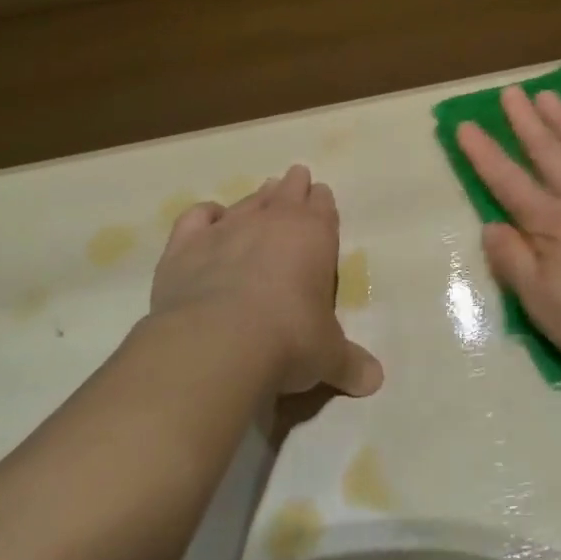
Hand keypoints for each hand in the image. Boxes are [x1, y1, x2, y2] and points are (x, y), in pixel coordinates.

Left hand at [150, 165, 383, 398]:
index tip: (321, 196)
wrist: (218, 343)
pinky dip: (205, 215)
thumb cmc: (288, 341)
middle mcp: (272, 221)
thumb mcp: (328, 357)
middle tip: (295, 178)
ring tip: (262, 192)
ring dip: (257, 196)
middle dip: (293, 186)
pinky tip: (209, 217)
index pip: (323, 207)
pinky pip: (196, 217)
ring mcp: (227, 229)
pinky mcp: (186, 245)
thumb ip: (350, 364)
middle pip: (287, 192)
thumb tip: (374, 382)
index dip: (322, 202)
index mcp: (314, 236)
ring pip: (247, 201)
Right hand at [457, 87, 560, 380]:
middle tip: (511, 92)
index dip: (484, 153)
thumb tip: (491, 224)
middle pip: (547, 152)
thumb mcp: (541, 304)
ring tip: (547, 95)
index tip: (466, 125)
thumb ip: (512, 261)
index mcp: (551, 224)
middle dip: (525, 121)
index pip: (508, 181)